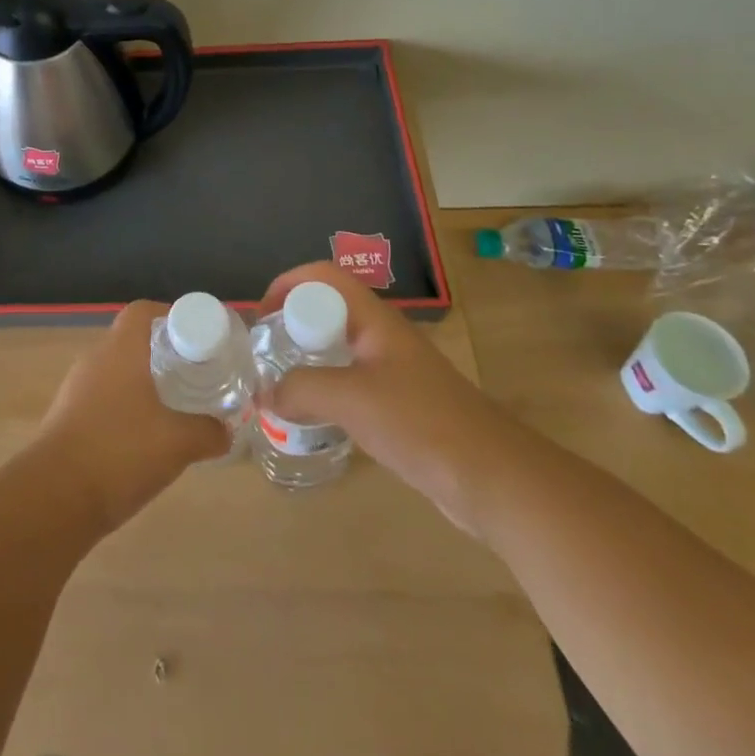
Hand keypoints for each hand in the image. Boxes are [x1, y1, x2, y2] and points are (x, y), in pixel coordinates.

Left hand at [35, 300, 230, 535]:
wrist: (55, 497)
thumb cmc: (120, 452)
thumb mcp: (179, 442)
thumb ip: (209, 432)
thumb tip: (225, 431)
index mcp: (120, 350)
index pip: (144, 312)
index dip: (173, 317)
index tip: (199, 340)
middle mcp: (96, 360)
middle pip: (134, 342)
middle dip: (167, 355)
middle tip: (197, 375)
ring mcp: (78, 389)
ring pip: (120, 373)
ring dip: (148, 385)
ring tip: (178, 409)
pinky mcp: (69, 419)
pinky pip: (106, 400)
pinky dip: (129, 410)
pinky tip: (148, 439)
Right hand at [257, 262, 519, 533]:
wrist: (494, 478)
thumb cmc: (421, 423)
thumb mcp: (351, 400)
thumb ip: (301, 390)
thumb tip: (265, 395)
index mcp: (375, 321)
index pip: (325, 277)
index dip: (288, 284)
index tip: (260, 316)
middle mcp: (383, 338)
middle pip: (329, 311)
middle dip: (292, 325)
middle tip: (264, 355)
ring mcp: (395, 373)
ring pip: (339, 350)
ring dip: (307, 361)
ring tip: (278, 386)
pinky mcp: (400, 407)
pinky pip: (351, 385)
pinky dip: (326, 393)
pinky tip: (312, 419)